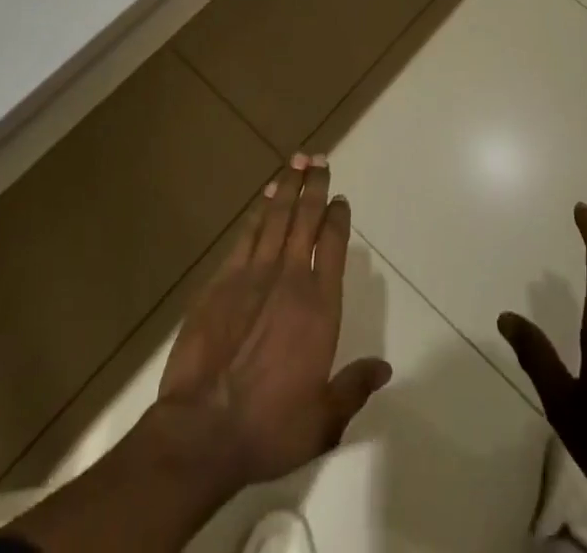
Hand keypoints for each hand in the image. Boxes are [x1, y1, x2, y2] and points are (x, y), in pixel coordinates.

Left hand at [156, 153, 391, 494]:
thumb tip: (384, 368)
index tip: (341, 199)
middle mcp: (290, 279)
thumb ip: (354, 387)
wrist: (203, 428)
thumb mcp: (323, 421)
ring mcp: (253, 274)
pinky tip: (264, 197)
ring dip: (287, 187)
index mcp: (319, 307)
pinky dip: (258, 211)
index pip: (334, 246)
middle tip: (319, 158)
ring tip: (296, 161)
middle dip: (314, 186)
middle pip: (305, 219)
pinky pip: (246, 235)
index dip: (338, 218)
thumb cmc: (269, 428)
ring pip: (276, 217)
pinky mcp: (222, 280)